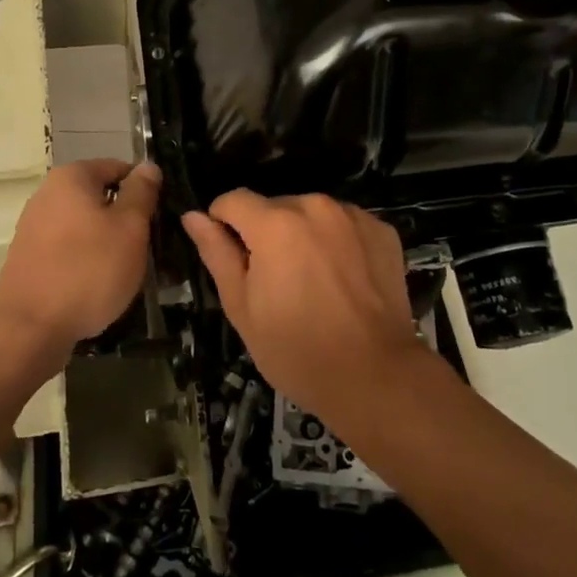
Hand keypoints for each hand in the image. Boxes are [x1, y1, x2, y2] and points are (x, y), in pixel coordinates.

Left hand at [0, 160, 160, 358]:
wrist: (28, 329)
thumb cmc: (88, 270)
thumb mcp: (130, 228)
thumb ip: (141, 193)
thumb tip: (148, 166)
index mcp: (72, 177)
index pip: (119, 168)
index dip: (144, 189)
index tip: (159, 217)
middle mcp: (47, 194)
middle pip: (100, 197)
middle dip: (126, 218)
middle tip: (148, 246)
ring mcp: (34, 227)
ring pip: (86, 225)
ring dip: (108, 242)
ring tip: (128, 270)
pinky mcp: (29, 257)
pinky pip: (69, 249)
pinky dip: (87, 260)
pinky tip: (99, 285)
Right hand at [182, 191, 426, 425]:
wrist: (375, 376)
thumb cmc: (296, 350)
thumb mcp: (242, 307)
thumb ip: (217, 253)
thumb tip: (193, 216)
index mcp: (275, 223)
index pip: (233, 200)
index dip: (223, 224)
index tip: (232, 258)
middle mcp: (315, 206)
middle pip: (275, 206)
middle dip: (267, 233)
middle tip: (275, 281)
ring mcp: (353, 216)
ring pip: (311, 214)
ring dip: (303, 235)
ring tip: (312, 282)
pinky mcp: (382, 230)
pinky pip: (345, 225)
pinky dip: (337, 242)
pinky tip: (343, 280)